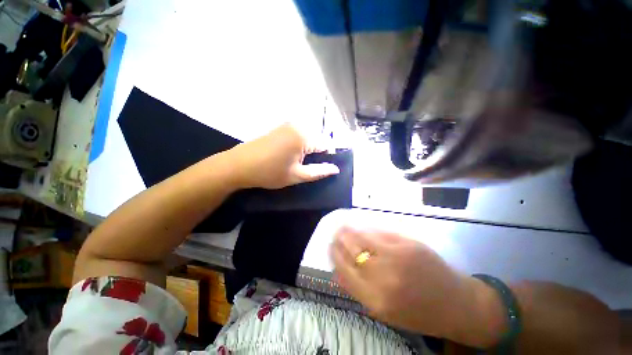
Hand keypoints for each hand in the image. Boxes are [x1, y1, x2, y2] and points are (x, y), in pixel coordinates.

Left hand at [226, 124, 339, 189]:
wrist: (239, 165)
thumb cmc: (269, 172)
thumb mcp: (297, 175)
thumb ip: (319, 171)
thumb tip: (336, 169)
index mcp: (304, 135)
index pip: (327, 144)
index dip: (327, 158)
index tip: (319, 169)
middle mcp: (298, 125)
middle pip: (318, 139)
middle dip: (316, 153)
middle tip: (306, 167)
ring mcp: (287, 124)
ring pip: (308, 137)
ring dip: (307, 150)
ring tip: (296, 162)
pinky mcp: (280, 127)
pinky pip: (298, 135)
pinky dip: (299, 145)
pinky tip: (289, 155)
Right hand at [330, 228, 506, 346]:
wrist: (457, 304)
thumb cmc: (418, 312)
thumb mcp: (384, 312)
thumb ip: (358, 290)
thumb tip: (337, 271)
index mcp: (376, 300)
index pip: (344, 270)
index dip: (334, 256)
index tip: (329, 246)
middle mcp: (384, 277)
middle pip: (351, 252)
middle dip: (339, 241)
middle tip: (334, 234)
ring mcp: (397, 256)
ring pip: (363, 238)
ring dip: (349, 231)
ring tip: (343, 227)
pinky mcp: (408, 243)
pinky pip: (379, 233)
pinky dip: (367, 229)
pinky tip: (361, 227)